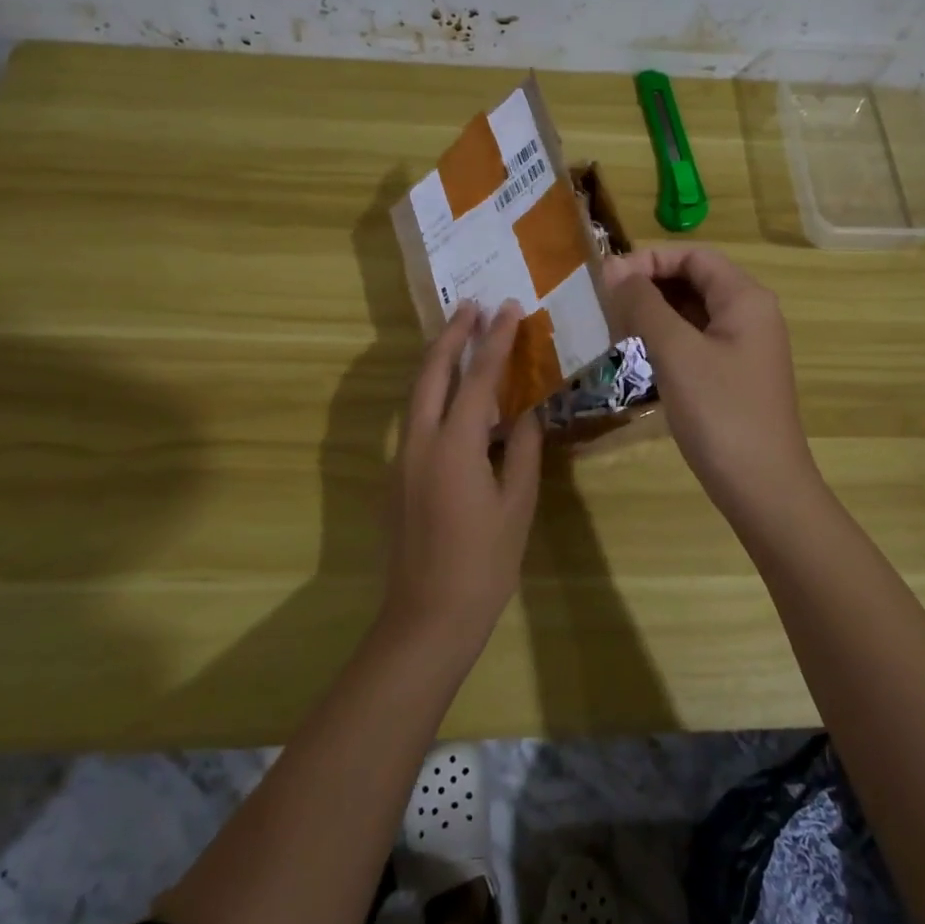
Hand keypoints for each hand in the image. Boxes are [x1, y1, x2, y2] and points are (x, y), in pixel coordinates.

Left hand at [384, 300, 542, 650]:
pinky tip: (454, 399)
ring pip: (416, 394)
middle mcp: (419, 441)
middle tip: (472, 306)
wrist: (427, 616)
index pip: (478, 378)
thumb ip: (524, 452)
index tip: (509, 309)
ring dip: (438, 361)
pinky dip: (433, 395)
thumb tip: (529, 414)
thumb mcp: (517, 505)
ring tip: (460, 338)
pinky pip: (415, 419)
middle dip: (451, 335)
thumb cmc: (483, 564)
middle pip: (431, 372)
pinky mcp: (396, 476)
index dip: (495, 341)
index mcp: (454, 445)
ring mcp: (402, 458)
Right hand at [604, 245, 821, 524]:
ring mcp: (743, 347)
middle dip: (649, 285)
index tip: (606, 278)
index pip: (693, 256)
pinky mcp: (733, 375)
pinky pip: (695, 342)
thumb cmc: (721, 413)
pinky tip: (637, 354)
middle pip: (694, 280)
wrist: (763, 488)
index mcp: (745, 298)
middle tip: (604, 302)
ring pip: (692, 313)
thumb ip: (644, 304)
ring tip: (613, 325)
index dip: (649, 259)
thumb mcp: (676, 352)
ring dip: (654, 312)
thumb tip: (612, 267)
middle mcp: (750, 314)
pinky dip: (666, 340)